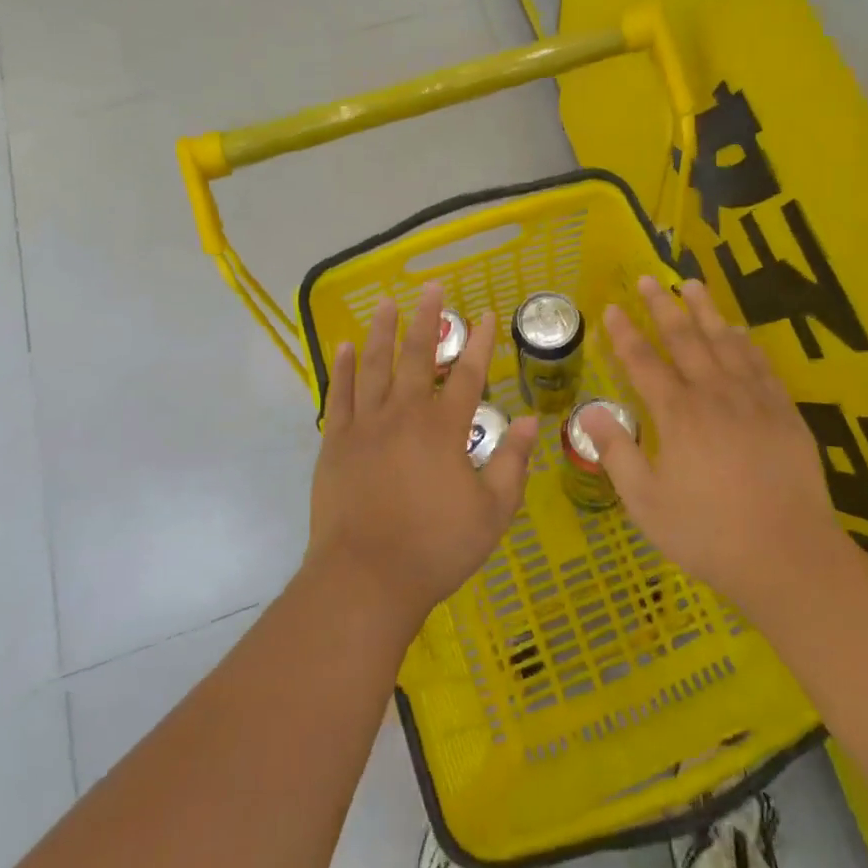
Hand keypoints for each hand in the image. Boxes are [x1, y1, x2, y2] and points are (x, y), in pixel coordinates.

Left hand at [307, 282, 538, 630]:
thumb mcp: (492, 512)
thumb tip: (532, 421)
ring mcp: (365, 425)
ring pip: (374, 365)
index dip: (481, 343)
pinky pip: (339, 394)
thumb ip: (512, 463)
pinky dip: (342, 368)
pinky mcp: (335, 442)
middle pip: (418, 356)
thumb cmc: (435, 548)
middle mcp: (404, 414)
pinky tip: (344, 346)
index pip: (469, 375)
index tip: (488, 314)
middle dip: (428, 319)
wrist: (365, 579)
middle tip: (433, 288)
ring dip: (382, 331)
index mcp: (444, 429)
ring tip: (388, 303)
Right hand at [583, 275, 848, 627]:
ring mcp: (753, 400)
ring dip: (705, 310)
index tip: (610, 307)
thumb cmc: (708, 533)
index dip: (624, 334)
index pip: (643, 363)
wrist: (789, 556)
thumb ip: (617, 452)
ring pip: (725, 342)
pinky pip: (761, 364)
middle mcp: (714, 395)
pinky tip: (739, 331)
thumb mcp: (647, 503)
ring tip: (691, 284)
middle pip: (684, 339)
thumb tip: (590, 411)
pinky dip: (746, 342)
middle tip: (647, 278)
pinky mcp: (784, 412)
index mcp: (678, 415)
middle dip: (662, 307)